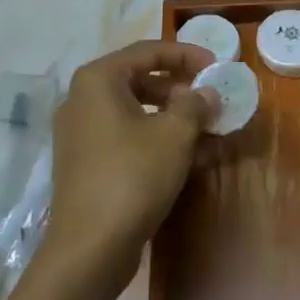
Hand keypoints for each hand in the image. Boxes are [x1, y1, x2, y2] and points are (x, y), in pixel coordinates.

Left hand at [47, 39, 217, 286]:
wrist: (89, 248)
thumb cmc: (133, 176)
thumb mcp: (174, 135)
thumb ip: (195, 105)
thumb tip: (207, 93)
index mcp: (99, 80)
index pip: (148, 51)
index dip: (187, 54)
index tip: (216, 65)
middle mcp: (84, 100)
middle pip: (141, 80)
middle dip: (182, 89)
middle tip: (212, 99)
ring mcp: (83, 134)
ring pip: (138, 112)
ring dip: (176, 118)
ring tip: (211, 129)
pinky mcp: (88, 164)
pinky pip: (129, 138)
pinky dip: (159, 140)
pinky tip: (195, 157)